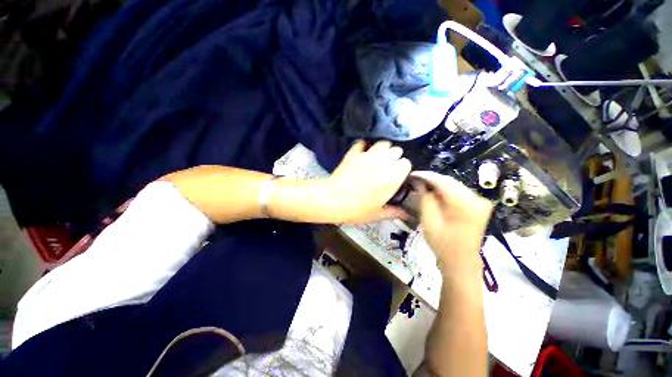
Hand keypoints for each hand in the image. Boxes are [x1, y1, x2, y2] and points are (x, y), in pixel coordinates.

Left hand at [316, 140, 411, 223]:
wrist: (332, 200)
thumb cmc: (356, 210)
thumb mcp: (377, 214)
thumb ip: (394, 212)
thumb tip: (406, 214)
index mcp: (392, 178)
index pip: (406, 163)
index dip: (402, 169)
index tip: (397, 175)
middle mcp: (383, 162)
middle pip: (396, 150)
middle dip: (394, 157)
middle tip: (387, 167)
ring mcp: (367, 155)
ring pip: (382, 143)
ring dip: (382, 150)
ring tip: (377, 158)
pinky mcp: (354, 153)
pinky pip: (362, 143)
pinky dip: (364, 147)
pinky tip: (362, 154)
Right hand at [412, 171, 492, 274]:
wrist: (460, 261)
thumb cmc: (442, 242)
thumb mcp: (428, 218)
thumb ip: (425, 197)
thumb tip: (421, 183)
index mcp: (465, 204)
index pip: (442, 181)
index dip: (426, 176)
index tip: (413, 174)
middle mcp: (477, 199)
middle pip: (450, 182)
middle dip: (432, 179)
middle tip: (416, 179)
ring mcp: (480, 202)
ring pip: (455, 186)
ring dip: (438, 184)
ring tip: (423, 184)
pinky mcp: (479, 205)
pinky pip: (459, 192)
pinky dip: (446, 190)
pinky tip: (435, 191)